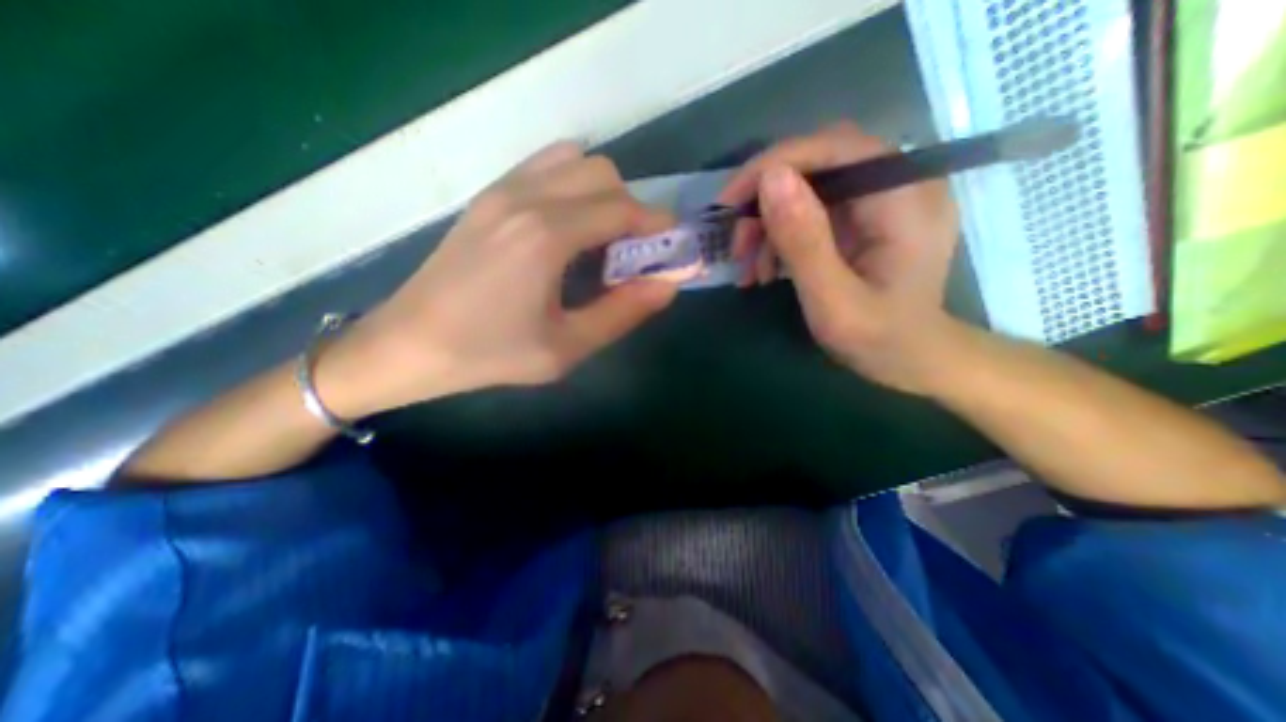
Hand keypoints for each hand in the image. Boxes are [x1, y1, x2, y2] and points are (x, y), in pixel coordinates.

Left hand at [320, 143, 675, 414]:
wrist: (408, 344)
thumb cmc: (489, 353)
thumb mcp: (566, 347)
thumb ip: (623, 312)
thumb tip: (668, 285)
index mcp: (546, 235)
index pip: (622, 208)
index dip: (657, 224)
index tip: (672, 247)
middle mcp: (526, 197)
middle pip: (603, 174)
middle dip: (632, 208)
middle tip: (634, 253)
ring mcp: (501, 190)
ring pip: (575, 162)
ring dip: (603, 193)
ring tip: (601, 239)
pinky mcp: (487, 196)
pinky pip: (545, 167)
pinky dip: (572, 185)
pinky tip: (568, 227)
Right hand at [719, 123, 958, 394]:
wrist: (911, 360)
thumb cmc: (879, 340)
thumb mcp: (833, 300)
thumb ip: (804, 241)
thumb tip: (771, 178)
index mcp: (905, 199)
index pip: (835, 147)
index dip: (774, 164)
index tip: (729, 201)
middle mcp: (901, 184)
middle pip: (819, 164)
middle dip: (767, 200)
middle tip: (737, 245)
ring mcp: (883, 200)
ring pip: (810, 187)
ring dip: (769, 224)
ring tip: (749, 269)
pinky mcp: (866, 217)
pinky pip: (814, 210)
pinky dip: (782, 236)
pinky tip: (767, 269)